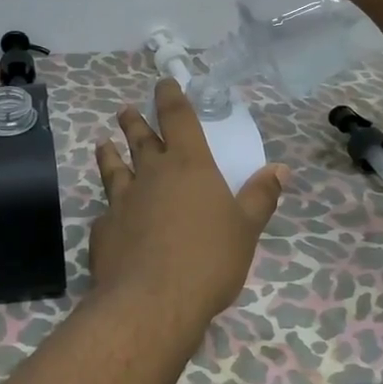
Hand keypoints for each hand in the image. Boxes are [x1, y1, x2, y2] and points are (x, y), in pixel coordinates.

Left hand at [90, 79, 286, 326]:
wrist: (152, 301)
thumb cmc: (209, 259)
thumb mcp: (246, 229)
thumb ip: (260, 197)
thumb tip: (280, 169)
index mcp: (188, 166)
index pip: (178, 119)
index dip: (171, 97)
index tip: (164, 82)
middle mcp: (151, 174)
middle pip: (140, 139)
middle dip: (135, 122)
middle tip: (126, 110)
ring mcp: (122, 200)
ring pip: (113, 168)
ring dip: (109, 153)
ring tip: (103, 143)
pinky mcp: (103, 229)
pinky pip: (106, 210)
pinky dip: (108, 205)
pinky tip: (107, 211)